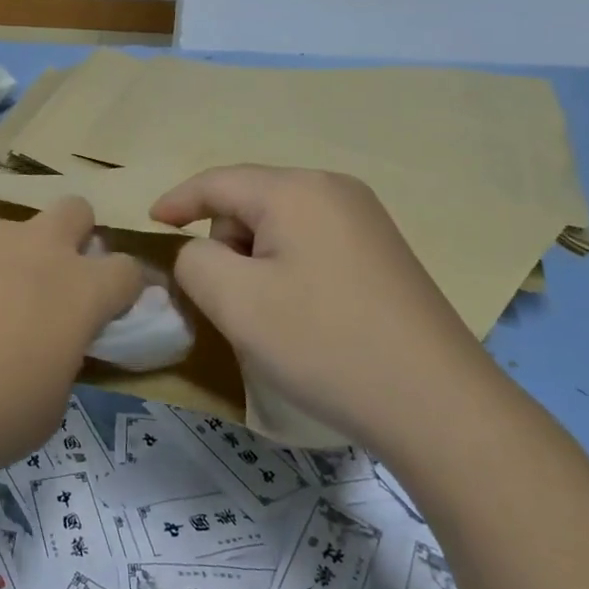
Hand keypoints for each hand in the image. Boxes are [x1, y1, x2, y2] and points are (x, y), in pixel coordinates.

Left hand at [0, 199, 144, 492]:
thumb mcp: (42, 410)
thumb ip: (58, 363)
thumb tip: (46, 346)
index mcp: (77, 291)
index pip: (126, 270)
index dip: (121, 287)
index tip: (107, 305)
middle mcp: (34, 244)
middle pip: (75, 209)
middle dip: (70, 235)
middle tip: (39, 277)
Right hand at [151, 166, 504, 457]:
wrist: (438, 406)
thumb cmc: (324, 343)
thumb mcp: (235, 301)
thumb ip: (194, 261)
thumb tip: (202, 253)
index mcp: (296, 190)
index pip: (217, 182)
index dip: (177, 201)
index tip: (150, 223)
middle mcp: (334, 190)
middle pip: (250, 201)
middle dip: (225, 241)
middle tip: (231, 299)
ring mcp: (366, 220)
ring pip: (281, 224)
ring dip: (257, 260)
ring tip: (270, 315)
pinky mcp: (383, 253)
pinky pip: (312, 243)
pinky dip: (289, 269)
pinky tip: (306, 315)